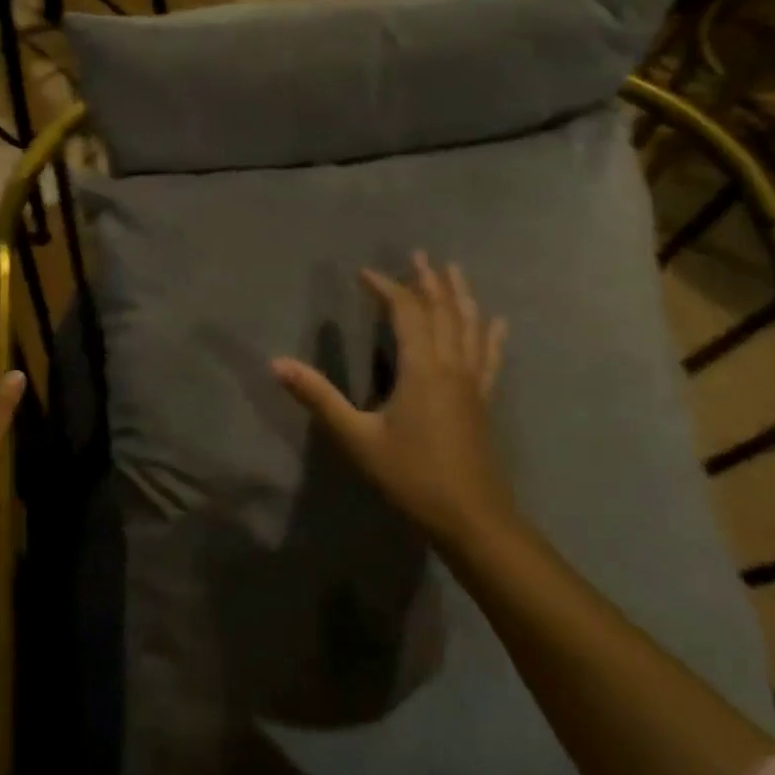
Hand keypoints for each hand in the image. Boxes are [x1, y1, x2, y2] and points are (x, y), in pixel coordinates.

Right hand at [271, 253, 513, 547]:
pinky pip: (490, 357)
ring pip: (470, 327)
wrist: (473, 519)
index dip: (387, 288)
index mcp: (422, 369)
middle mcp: (451, 367)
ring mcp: (473, 384)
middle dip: (430, 281)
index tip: (365, 273)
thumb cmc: (411, 476)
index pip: (407, 313)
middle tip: (421, 254)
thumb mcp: (357, 438)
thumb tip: (277, 363)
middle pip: (444, 312)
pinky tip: (497, 321)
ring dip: (460, 296)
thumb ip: (319, 397)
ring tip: (455, 271)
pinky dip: (491, 334)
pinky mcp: (483, 401)